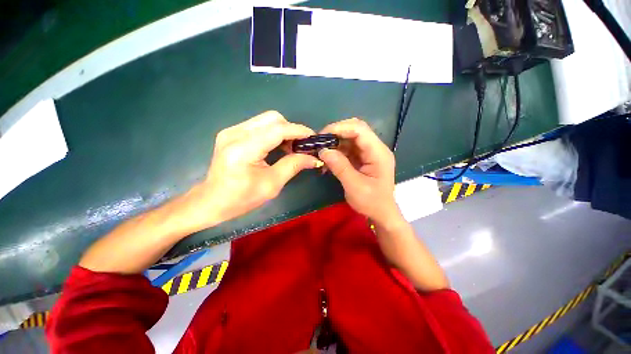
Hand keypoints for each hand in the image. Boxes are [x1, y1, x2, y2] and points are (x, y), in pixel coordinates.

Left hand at [188, 111, 322, 228]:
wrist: (212, 201)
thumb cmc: (242, 198)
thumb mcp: (272, 184)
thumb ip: (293, 166)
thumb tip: (313, 158)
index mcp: (244, 149)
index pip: (277, 130)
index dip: (298, 131)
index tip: (313, 137)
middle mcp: (235, 133)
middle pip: (272, 118)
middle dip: (291, 129)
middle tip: (299, 146)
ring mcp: (231, 131)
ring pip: (266, 119)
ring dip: (283, 130)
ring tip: (289, 148)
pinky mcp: (231, 132)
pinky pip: (259, 125)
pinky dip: (273, 132)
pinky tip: (276, 146)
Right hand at [318, 118, 399, 223]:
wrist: (381, 214)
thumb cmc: (371, 202)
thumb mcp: (354, 186)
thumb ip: (339, 167)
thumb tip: (323, 150)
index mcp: (378, 153)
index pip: (360, 130)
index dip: (340, 128)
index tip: (322, 136)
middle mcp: (375, 148)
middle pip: (355, 130)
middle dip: (336, 133)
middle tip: (320, 142)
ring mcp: (369, 153)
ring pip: (350, 138)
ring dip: (335, 143)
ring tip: (321, 152)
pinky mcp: (363, 158)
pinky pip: (348, 148)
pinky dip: (337, 151)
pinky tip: (328, 159)